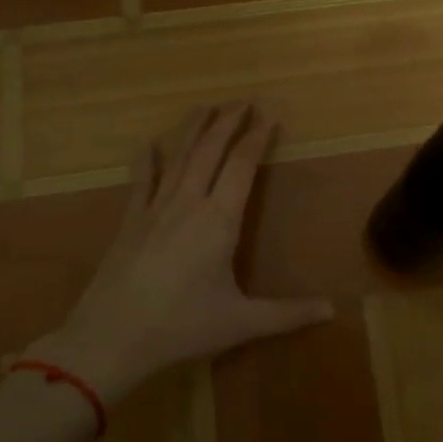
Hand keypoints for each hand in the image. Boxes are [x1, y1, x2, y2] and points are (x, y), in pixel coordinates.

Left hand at [27, 103, 332, 402]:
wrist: (110, 339)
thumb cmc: (181, 327)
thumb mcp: (241, 323)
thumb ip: (287, 314)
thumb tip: (332, 310)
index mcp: (219, 220)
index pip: (242, 165)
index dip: (257, 137)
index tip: (269, 115)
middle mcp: (188, 203)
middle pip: (210, 150)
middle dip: (228, 122)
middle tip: (243, 102)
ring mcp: (155, 209)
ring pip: (178, 157)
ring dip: (194, 129)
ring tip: (205, 107)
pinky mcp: (130, 221)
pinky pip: (141, 181)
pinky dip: (147, 159)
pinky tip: (150, 144)